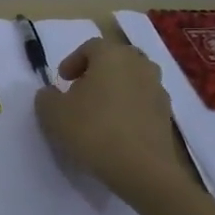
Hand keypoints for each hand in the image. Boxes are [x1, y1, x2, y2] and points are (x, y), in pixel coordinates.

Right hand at [33, 37, 185, 195]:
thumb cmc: (93, 130)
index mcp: (112, 56)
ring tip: (99, 112)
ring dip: (115, 89)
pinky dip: (129, 108)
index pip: (91, 46)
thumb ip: (46, 97)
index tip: (62, 81)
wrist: (142, 168)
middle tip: (80, 92)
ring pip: (132, 80)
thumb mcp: (53, 113)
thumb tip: (52, 93)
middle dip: (97, 72)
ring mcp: (158, 89)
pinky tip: (116, 130)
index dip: (73, 61)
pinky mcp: (167, 114)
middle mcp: (139, 65)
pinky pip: (143, 102)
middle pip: (116, 59)